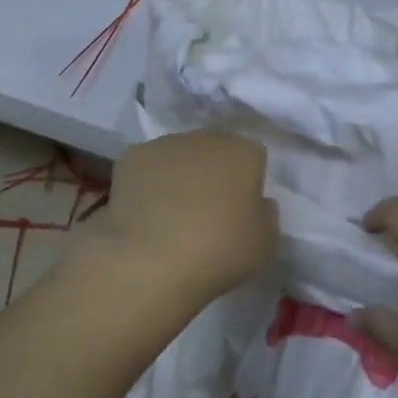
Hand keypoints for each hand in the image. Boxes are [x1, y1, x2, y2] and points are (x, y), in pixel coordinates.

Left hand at [87, 131, 278, 305]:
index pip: (254, 157)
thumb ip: (266, 215)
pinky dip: (149, 183)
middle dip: (214, 173)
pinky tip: (145, 213)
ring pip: (180, 155)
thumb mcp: (265, 243)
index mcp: (244, 152)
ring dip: (181, 175)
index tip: (242, 210)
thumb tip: (258, 202)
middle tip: (208, 211)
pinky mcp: (131, 157)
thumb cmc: (218, 251)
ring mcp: (166, 144)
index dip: (249, 182)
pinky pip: (148, 167)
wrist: (150, 259)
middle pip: (216, 150)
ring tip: (172, 214)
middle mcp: (206, 138)